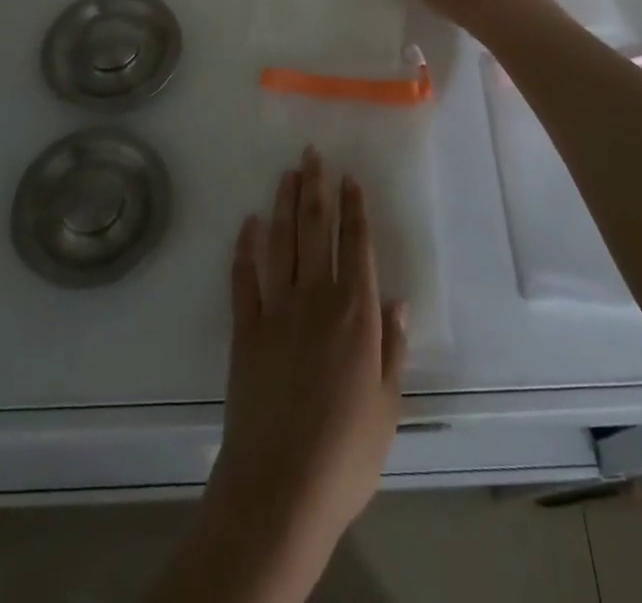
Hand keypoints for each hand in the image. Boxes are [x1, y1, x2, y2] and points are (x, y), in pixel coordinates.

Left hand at [204, 149, 406, 584]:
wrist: (280, 488)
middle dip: (315, 188)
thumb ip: (392, 348)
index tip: (349, 177)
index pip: (356, 245)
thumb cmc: (345, 453)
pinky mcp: (244, 329)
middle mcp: (316, 298)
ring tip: (287, 173)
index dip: (354, 208)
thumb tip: (397, 301)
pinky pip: (244, 278)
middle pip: (315, 229)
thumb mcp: (387, 405)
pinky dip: (245, 248)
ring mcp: (276, 310)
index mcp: (356, 313)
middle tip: (312, 154)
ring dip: (283, 204)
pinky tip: (247, 224)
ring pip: (281, 242)